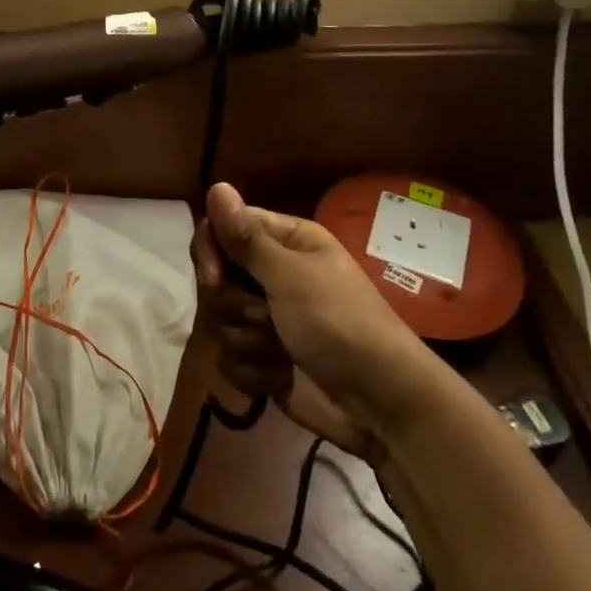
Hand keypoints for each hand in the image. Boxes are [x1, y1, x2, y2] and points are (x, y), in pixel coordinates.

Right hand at [192, 182, 436, 459]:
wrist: (380, 406)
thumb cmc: (340, 324)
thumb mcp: (291, 276)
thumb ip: (246, 238)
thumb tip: (215, 185)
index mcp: (285, 242)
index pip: (222, 229)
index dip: (210, 251)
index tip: (214, 278)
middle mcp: (272, 274)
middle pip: (217, 279)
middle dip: (239, 306)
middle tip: (270, 317)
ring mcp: (266, 319)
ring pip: (220, 322)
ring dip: (251, 343)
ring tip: (285, 353)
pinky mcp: (262, 360)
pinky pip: (230, 360)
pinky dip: (255, 373)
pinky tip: (282, 378)